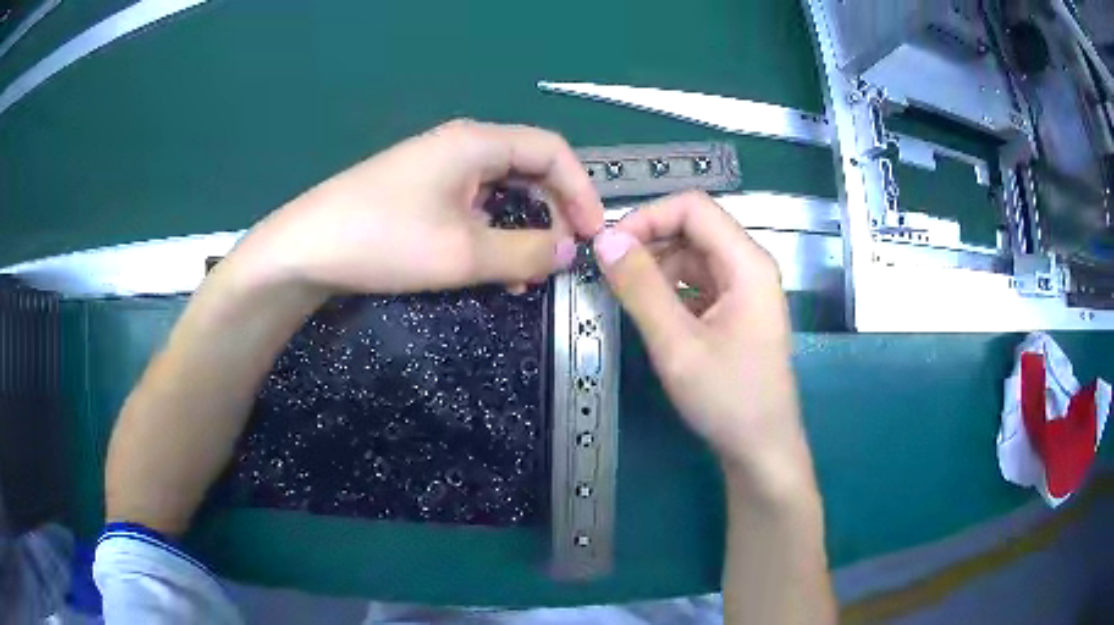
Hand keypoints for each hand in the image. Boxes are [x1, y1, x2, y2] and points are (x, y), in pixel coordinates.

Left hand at [231, 119, 604, 294]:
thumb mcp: (463, 252)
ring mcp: (438, 168)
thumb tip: (570, 253)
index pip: (552, 151)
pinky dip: (493, 232)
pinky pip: (474, 204)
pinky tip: (492, 265)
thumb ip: (527, 252)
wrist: (305, 249)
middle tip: (563, 257)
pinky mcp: (421, 190)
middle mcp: (462, 146)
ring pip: (502, 190)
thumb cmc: (385, 241)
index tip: (592, 234)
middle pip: (529, 168)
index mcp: (477, 143)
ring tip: (528, 273)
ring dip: (524, 227)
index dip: (581, 190)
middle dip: (554, 212)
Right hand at [593, 191, 813, 494]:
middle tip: (609, 273)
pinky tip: (649, 312)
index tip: (610, 247)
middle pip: (694, 229)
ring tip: (625, 296)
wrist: (761, 450)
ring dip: (656, 268)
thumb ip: (640, 288)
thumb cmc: (728, 399)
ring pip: (693, 256)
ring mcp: (744, 290)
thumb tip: (605, 239)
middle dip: (649, 242)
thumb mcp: (677, 344)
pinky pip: (697, 283)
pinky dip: (669, 289)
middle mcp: (749, 267)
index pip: (693, 208)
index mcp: (747, 263)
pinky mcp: (735, 312)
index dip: (648, 217)